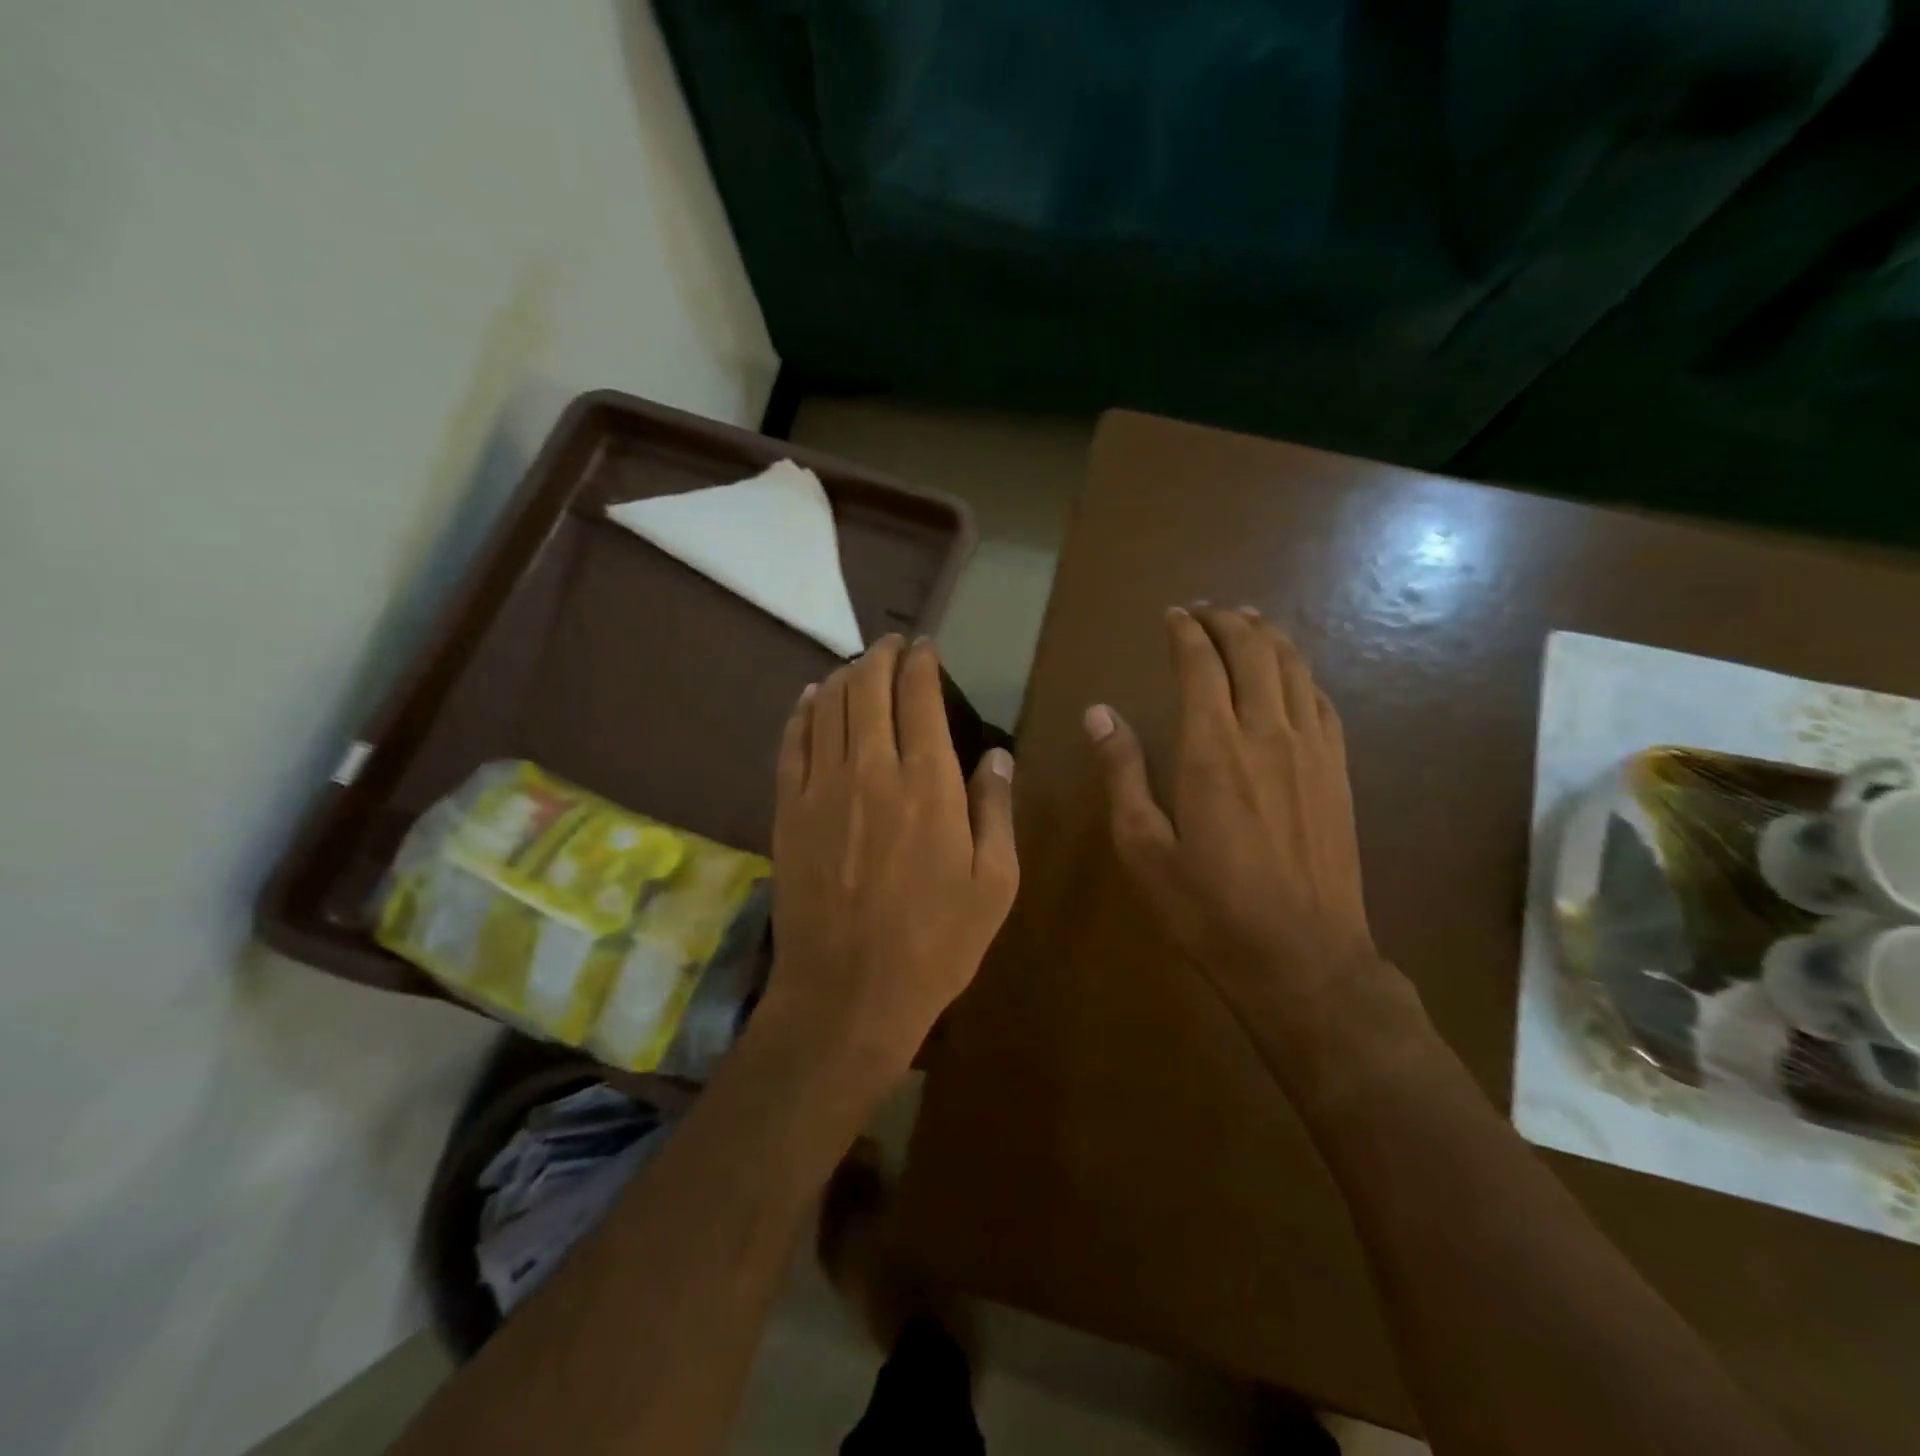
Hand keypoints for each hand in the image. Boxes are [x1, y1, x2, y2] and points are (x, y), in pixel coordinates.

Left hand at [764, 636, 1018, 1077]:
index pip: (920, 696)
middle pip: (869, 688)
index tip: (928, 647)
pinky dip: (804, 711)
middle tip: (894, 645)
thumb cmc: (936, 943)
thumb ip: (996, 810)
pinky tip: (813, 697)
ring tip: (860, 665)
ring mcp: (821, 788)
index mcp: (929, 784)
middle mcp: (871, 770)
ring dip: (846, 675)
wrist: (847, 994)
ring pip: (829, 706)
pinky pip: (792, 742)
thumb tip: (997, 755)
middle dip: (883, 656)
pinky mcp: (788, 811)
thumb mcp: (995, 884)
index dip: (922, 662)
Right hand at [1085, 606, 1411, 1061]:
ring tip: (1248, 621)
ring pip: (1293, 668)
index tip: (1172, 615)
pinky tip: (1291, 673)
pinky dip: (1301, 672)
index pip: (1202, 664)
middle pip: (1253, 651)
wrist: (1303, 959)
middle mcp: (1267, 733)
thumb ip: (1123, 773)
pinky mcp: (1338, 772)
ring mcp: (1311, 750)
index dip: (1186, 632)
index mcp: (1212, 748)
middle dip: (1227, 621)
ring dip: (1269, 636)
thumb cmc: (1208, 909)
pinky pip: (1322, 700)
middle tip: (1205, 611)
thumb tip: (1099, 713)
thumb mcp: (1143, 848)